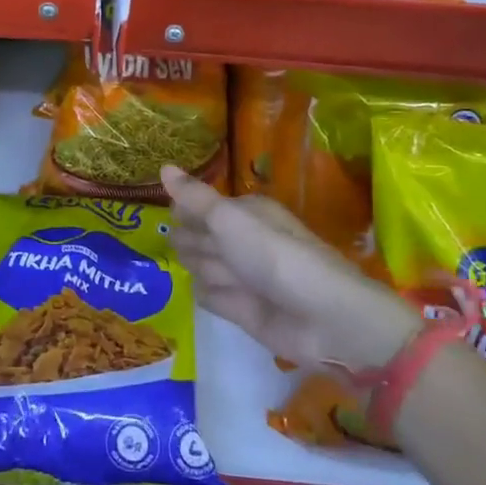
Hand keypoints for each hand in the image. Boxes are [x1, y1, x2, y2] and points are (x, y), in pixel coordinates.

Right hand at [160, 165, 417, 371]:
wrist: (323, 318)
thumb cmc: (275, 257)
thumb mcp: (230, 219)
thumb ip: (194, 197)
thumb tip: (162, 166)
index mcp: (245, 213)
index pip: (204, 206)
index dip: (184, 208)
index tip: (161, 210)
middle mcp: (244, 242)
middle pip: (202, 235)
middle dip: (187, 237)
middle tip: (164, 237)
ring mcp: (243, 277)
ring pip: (204, 265)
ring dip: (196, 264)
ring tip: (182, 263)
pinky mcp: (242, 310)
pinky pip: (211, 296)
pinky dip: (207, 294)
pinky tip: (200, 291)